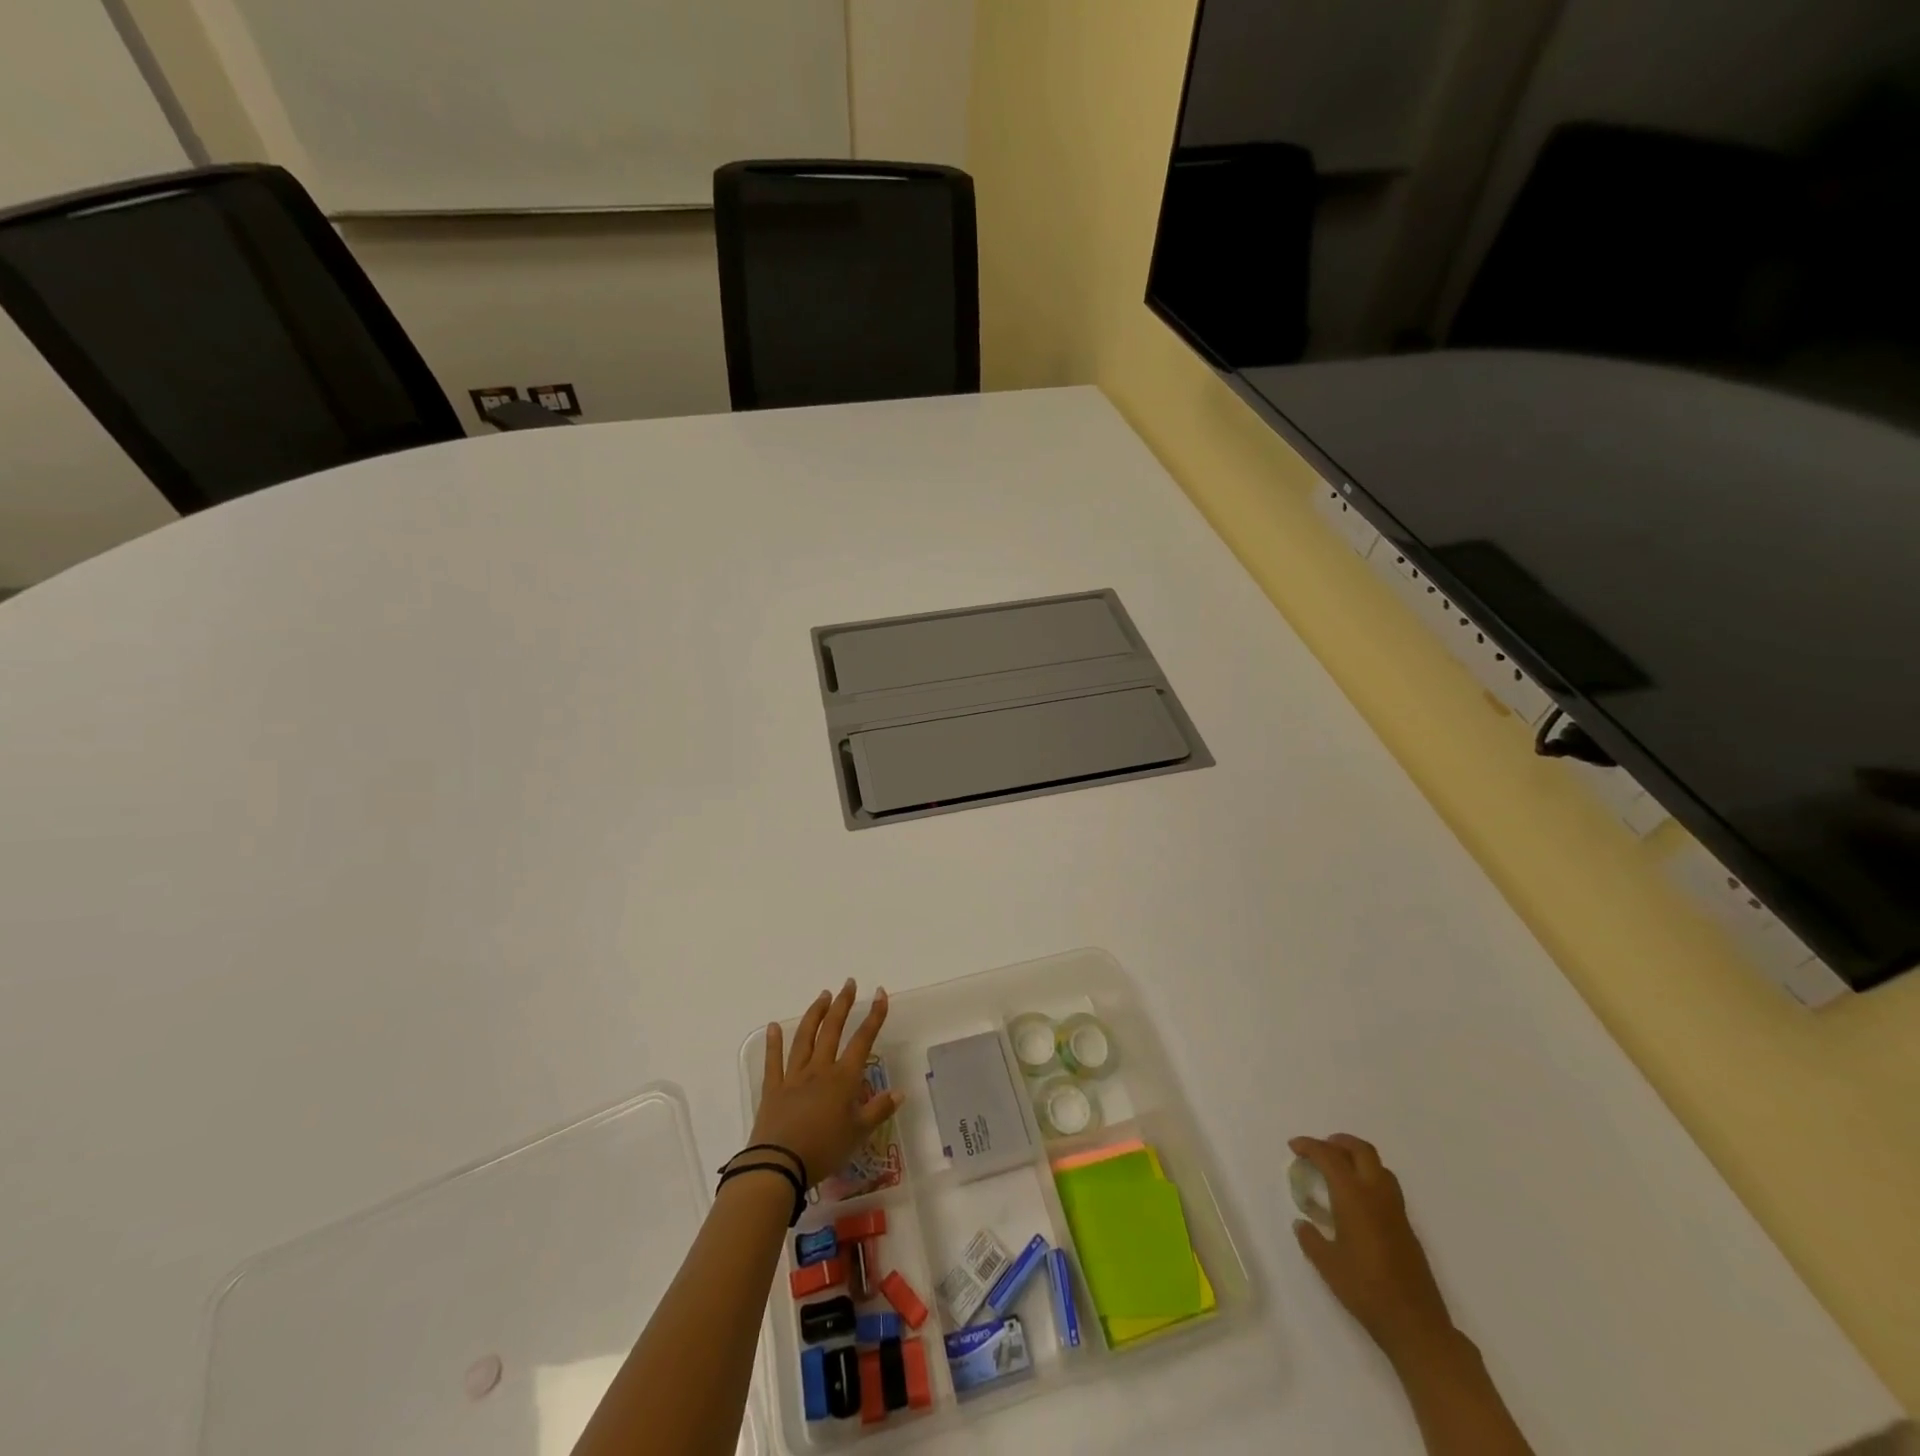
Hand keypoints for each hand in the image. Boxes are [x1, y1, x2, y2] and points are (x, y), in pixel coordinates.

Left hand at [749, 980, 902, 1187]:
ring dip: (815, 1014)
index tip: (880, 993)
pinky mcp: (773, 1089)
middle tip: (849, 984)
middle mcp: (819, 1069)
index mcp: (843, 1078)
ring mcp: (794, 1076)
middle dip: (843, 1005)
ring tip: (823, 996)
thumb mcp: (859, 1134)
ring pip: (805, 1038)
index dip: (874, 1016)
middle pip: (832, 1030)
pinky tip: (774, 1026)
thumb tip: (900, 1092)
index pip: (863, 1040)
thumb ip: (878, 1110)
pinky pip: (773, 1061)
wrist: (779, 1165)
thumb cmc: (824, 1149)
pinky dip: (773, 1042)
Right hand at [1290, 1134, 1454, 1364]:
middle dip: (1338, 1142)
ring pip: (1378, 1166)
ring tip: (1338, 1170)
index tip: (1294, 1147)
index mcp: (1354, 1197)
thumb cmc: (1365, 1290)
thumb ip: (1311, 1239)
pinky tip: (1357, 1201)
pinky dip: (1369, 1178)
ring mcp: (1396, 1210)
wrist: (1415, 1325)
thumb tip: (1302, 1224)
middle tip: (1319, 1150)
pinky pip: (1387, 1187)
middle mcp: (1377, 1195)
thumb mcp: (1327, 1264)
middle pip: (1361, 1150)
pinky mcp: (1407, 1227)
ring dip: (1357, 1158)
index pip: (1329, 1157)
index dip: (1310, 1146)